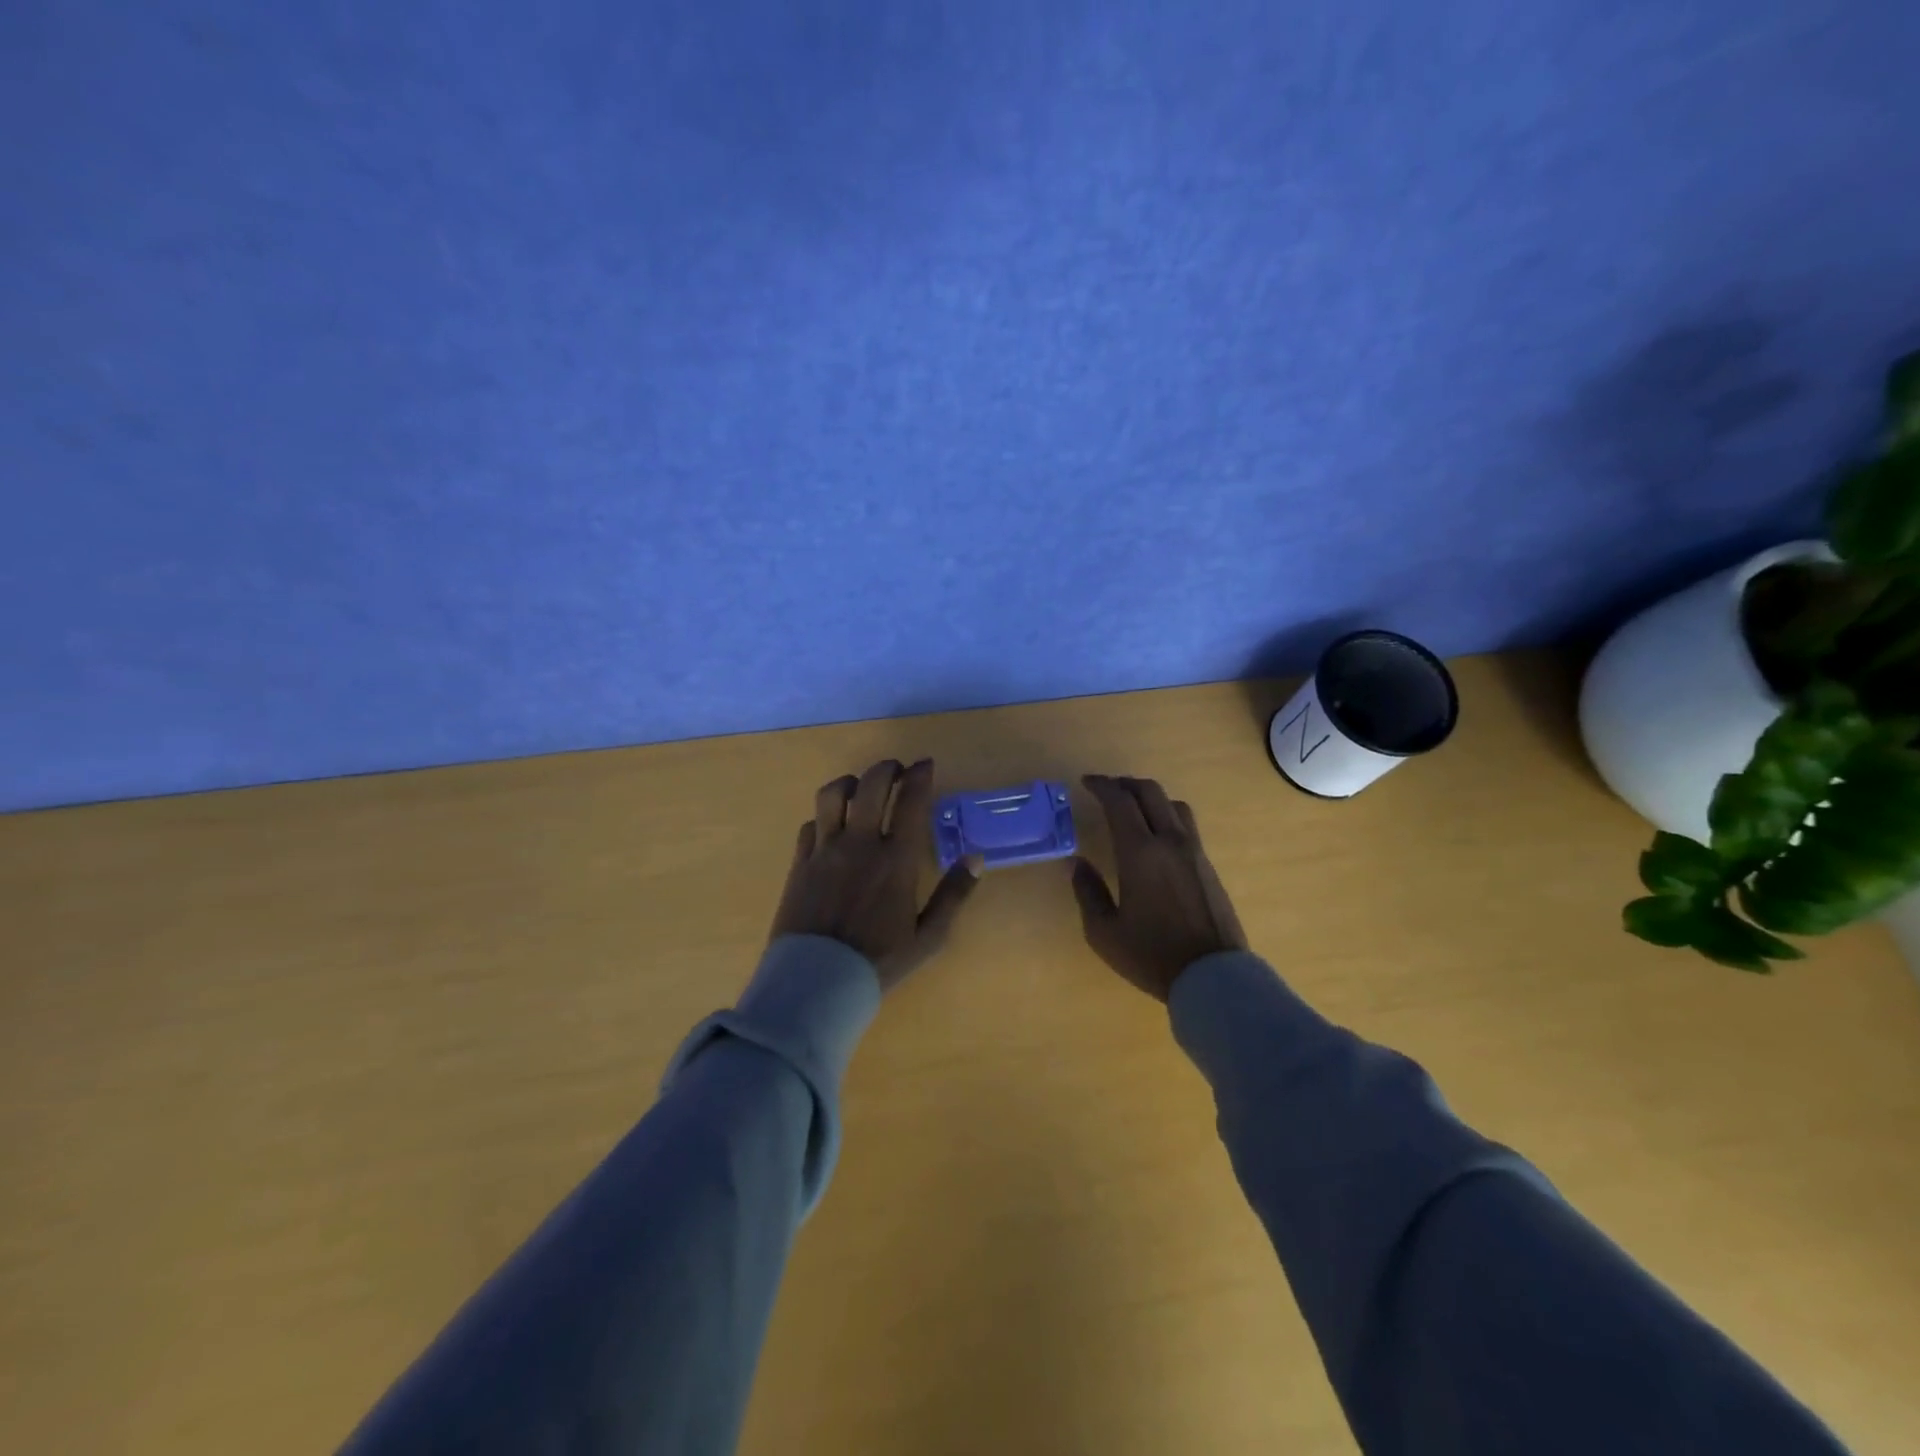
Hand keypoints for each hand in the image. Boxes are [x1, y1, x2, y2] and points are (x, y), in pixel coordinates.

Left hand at [769, 759, 979, 991]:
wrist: (817, 983)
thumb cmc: (879, 961)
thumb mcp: (929, 936)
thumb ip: (954, 894)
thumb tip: (977, 858)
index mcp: (895, 859)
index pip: (910, 802)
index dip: (919, 776)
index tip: (925, 763)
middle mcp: (859, 844)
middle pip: (870, 786)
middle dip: (886, 768)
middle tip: (895, 768)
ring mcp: (824, 851)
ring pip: (832, 796)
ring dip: (849, 782)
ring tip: (859, 785)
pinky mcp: (799, 863)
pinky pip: (809, 824)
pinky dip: (823, 816)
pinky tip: (831, 825)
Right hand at [1072, 774, 1248, 1001]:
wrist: (1212, 976)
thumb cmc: (1151, 955)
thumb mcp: (1104, 931)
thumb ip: (1087, 892)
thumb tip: (1077, 863)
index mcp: (1140, 852)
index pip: (1120, 801)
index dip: (1101, 786)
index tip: (1086, 783)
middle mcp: (1169, 841)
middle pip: (1150, 792)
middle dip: (1125, 784)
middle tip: (1106, 789)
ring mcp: (1194, 851)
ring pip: (1173, 804)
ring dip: (1149, 796)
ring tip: (1133, 807)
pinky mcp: (1208, 865)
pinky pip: (1186, 824)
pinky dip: (1166, 814)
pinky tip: (1156, 834)